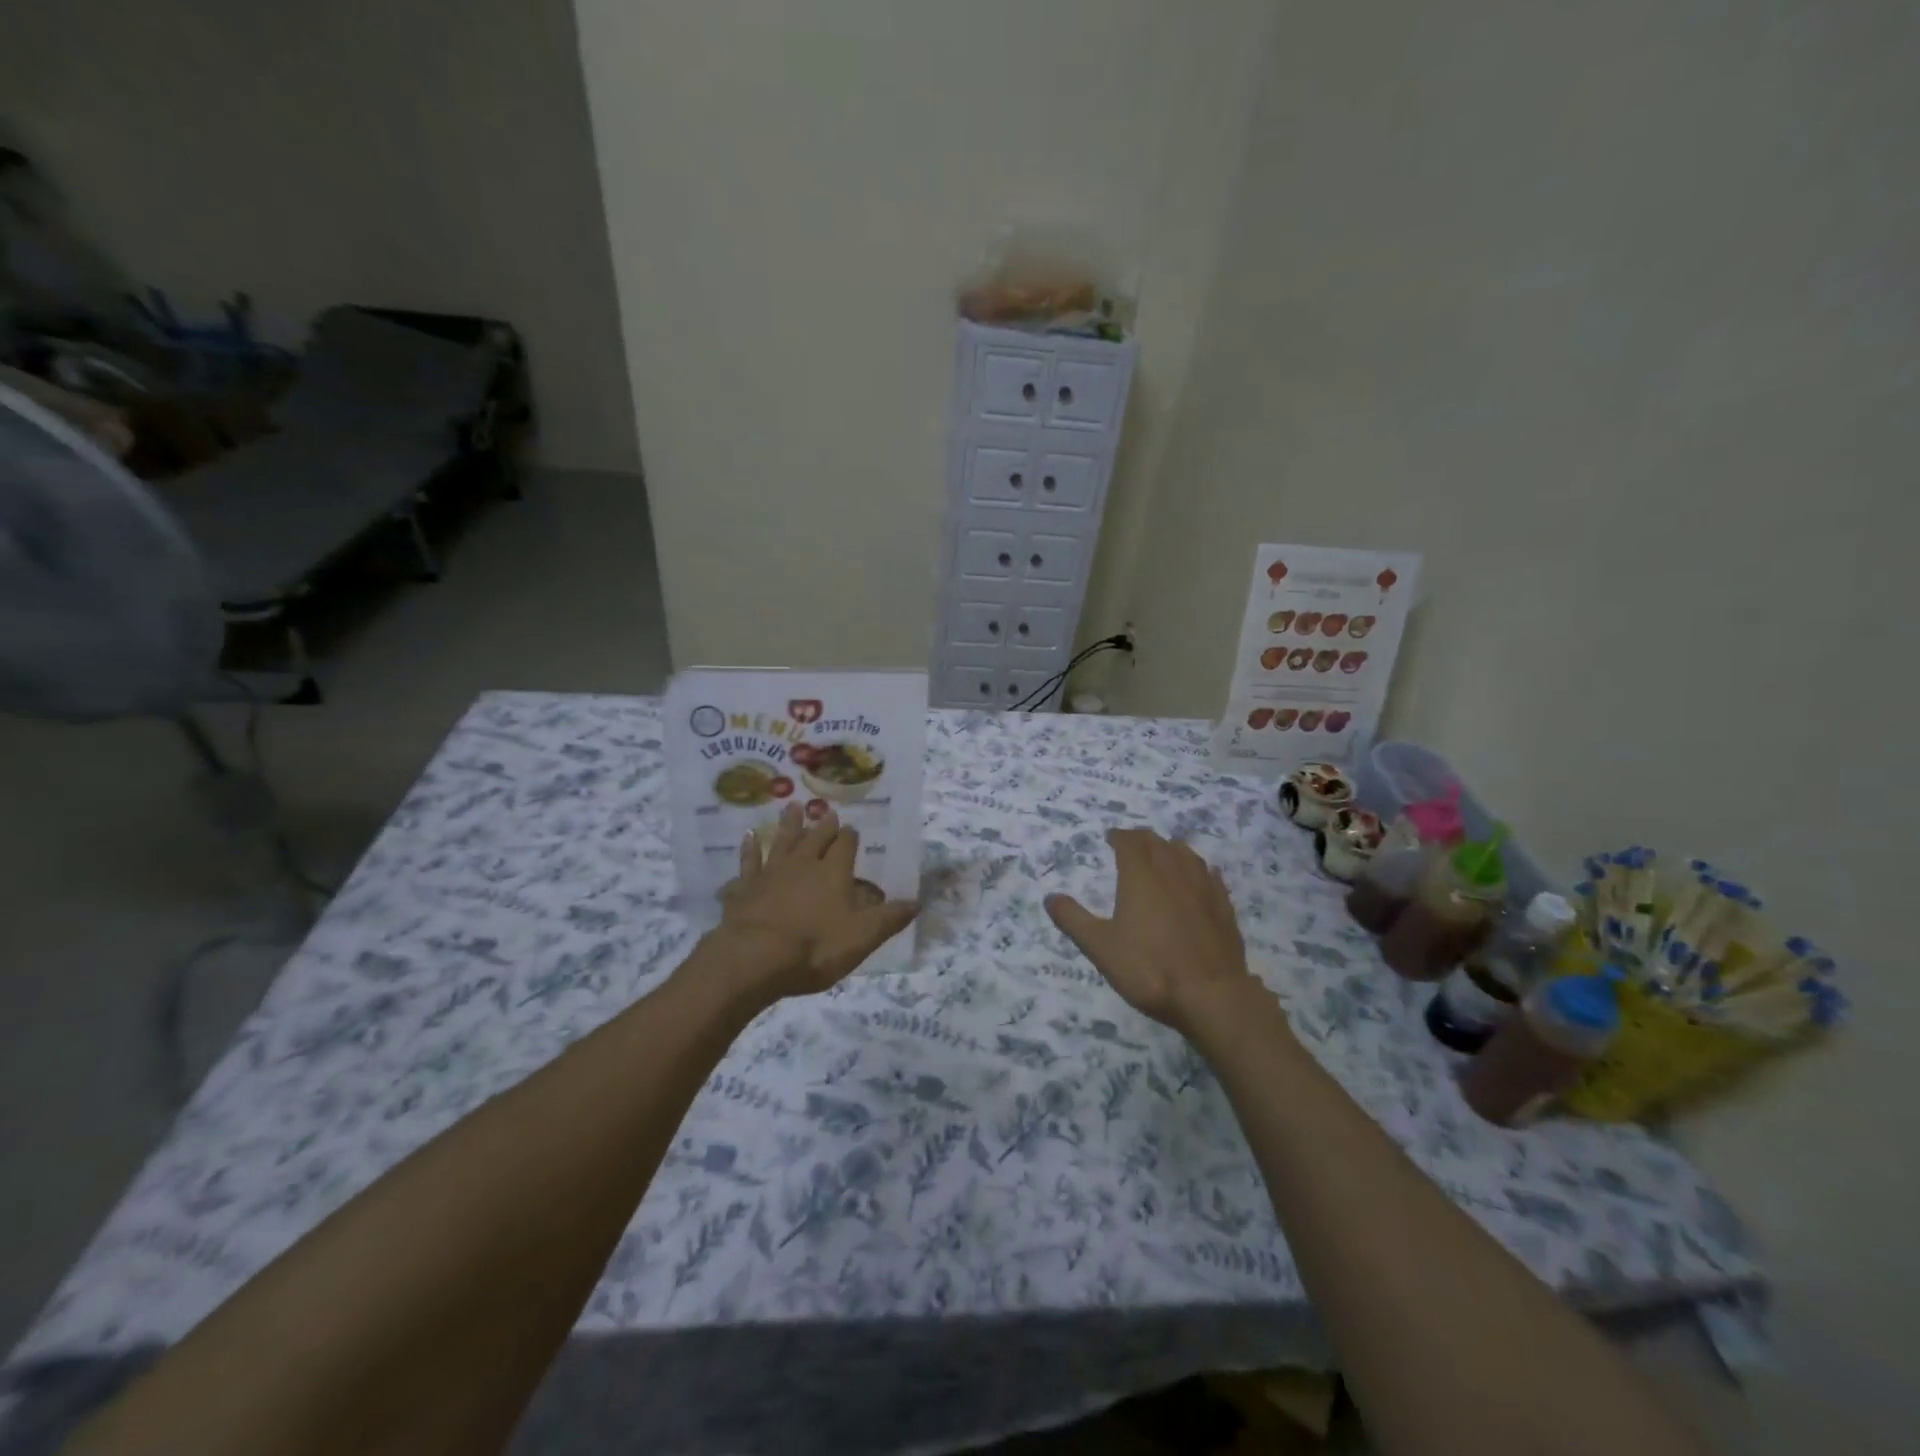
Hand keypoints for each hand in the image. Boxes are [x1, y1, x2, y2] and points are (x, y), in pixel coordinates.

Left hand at [706, 802, 917, 1001]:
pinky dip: (749, 848)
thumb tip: (917, 902)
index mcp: (833, 872)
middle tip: (826, 812)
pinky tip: (748, 837)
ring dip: (788, 824)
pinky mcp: (744, 887)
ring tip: (791, 807)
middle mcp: (803, 864)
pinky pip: (748, 862)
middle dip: (823, 825)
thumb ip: (889, 918)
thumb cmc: (816, 947)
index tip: (852, 828)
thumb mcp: (863, 937)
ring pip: (782, 841)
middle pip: (815, 838)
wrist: (755, 957)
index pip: (845, 846)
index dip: (850, 837)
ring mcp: (771, 873)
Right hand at [1045, 828, 1263, 1034]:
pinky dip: (1199, 870)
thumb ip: (1073, 920)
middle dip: (1143, 839)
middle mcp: (1173, 873)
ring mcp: (1203, 888)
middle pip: (1158, 843)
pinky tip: (1200, 877)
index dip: (1119, 837)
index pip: (1129, 843)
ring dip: (1171, 849)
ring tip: (1164, 853)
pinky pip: (1211, 876)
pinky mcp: (1223, 907)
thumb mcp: (1100, 947)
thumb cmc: (1148, 968)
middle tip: (1132, 843)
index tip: (1111, 837)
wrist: (1210, 995)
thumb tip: (1050, 898)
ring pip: (1187, 854)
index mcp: (1141, 877)